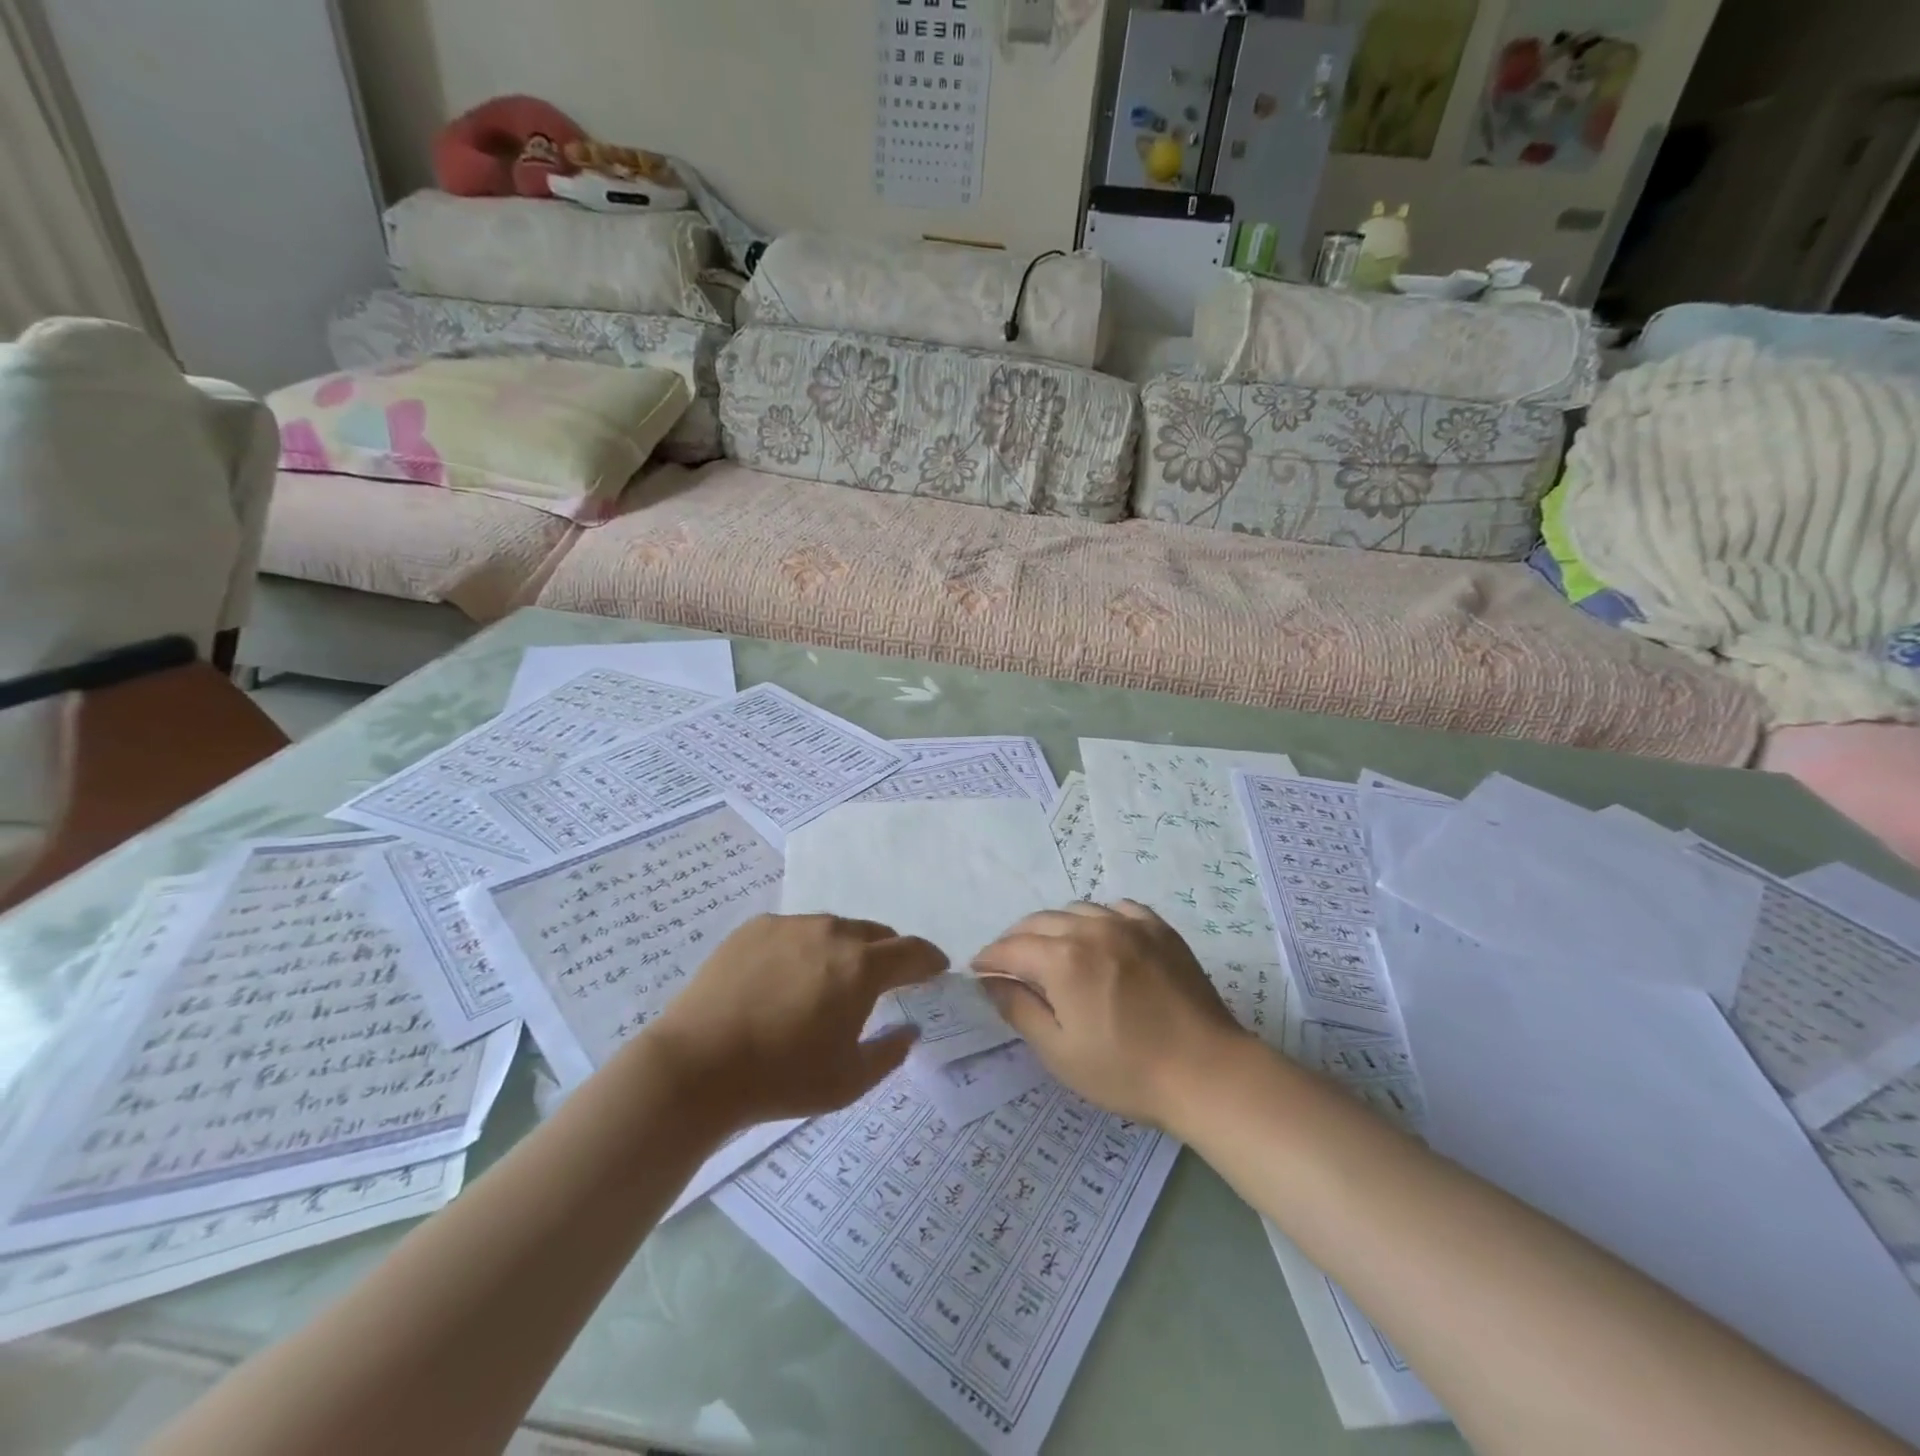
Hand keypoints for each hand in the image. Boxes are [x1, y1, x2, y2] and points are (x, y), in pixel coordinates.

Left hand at [640, 914, 946, 1129]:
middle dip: (887, 954)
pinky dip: (805, 948)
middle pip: (874, 934)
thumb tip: (910, 1029)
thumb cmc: (781, 1078)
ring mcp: (790, 925)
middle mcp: (831, 932)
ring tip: (830, 980)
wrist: (696, 1067)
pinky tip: (787, 977)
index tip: (936, 968)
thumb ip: (890, 1052)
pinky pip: (795, 932)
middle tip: (884, 980)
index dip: (929, 959)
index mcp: (861, 967)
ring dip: (844, 949)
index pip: (911, 951)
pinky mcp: (754, 928)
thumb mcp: (848, 1081)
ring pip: (833, 929)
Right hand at [972, 901, 1249, 1128]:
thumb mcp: (1060, 1052)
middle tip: (1008, 962)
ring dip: (1054, 926)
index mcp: (1063, 959)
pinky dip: (1096, 919)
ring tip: (1051, 949)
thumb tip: (990, 981)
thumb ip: (1018, 1010)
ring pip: (1076, 910)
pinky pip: (1116, 909)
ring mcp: (1129, 924)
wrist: (1206, 1072)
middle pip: (1039, 922)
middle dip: (1016, 939)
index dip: (989, 958)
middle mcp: (1092, 928)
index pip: (1011, 947)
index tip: (978, 969)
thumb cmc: (1126, 1071)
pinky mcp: (1159, 929)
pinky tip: (1098, 937)